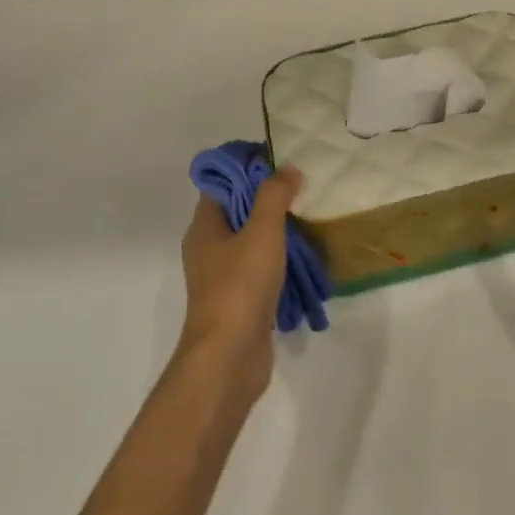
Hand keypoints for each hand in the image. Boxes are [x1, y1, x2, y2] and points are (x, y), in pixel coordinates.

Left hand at [177, 167, 301, 397]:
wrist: (229, 356)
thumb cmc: (240, 285)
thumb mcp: (262, 230)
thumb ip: (275, 195)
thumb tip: (288, 168)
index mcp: (204, 226)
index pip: (223, 183)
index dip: (248, 167)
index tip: (280, 159)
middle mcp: (208, 247)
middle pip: (238, 209)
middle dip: (268, 196)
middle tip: (303, 185)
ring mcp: (222, 276)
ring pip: (250, 240)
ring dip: (276, 228)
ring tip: (310, 215)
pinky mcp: (239, 300)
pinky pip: (259, 267)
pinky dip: (279, 258)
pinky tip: (305, 256)